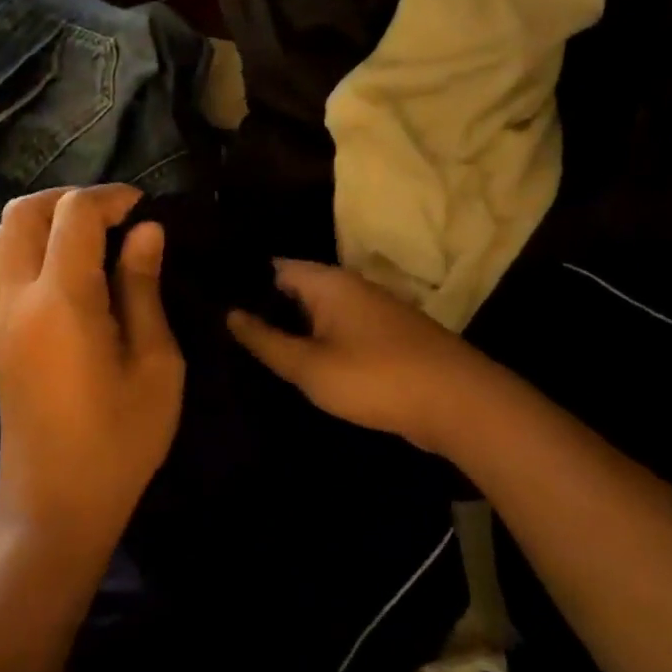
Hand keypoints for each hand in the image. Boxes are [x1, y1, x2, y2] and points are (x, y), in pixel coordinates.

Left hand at [0, 185, 183, 554]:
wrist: (55, 502)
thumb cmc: (119, 441)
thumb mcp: (154, 366)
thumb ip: (144, 290)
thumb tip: (145, 232)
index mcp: (62, 300)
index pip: (73, 214)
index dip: (110, 198)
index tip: (144, 209)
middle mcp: (19, 298)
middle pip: (23, 213)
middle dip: (69, 199)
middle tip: (114, 218)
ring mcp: (1, 317)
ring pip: (2, 236)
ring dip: (44, 221)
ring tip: (90, 240)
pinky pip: (2, 267)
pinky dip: (31, 248)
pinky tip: (71, 273)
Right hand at [227, 261, 468, 452]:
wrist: (459, 404)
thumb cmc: (376, 378)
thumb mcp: (310, 366)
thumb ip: (267, 341)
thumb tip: (230, 314)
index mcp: (329, 283)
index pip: (275, 267)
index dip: (244, 283)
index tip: (213, 302)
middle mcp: (351, 287)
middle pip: (298, 288)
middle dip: (266, 307)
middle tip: (225, 331)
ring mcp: (373, 311)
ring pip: (320, 312)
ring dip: (293, 327)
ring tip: (253, 348)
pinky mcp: (387, 337)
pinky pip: (341, 330)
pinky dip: (319, 341)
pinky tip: (300, 363)